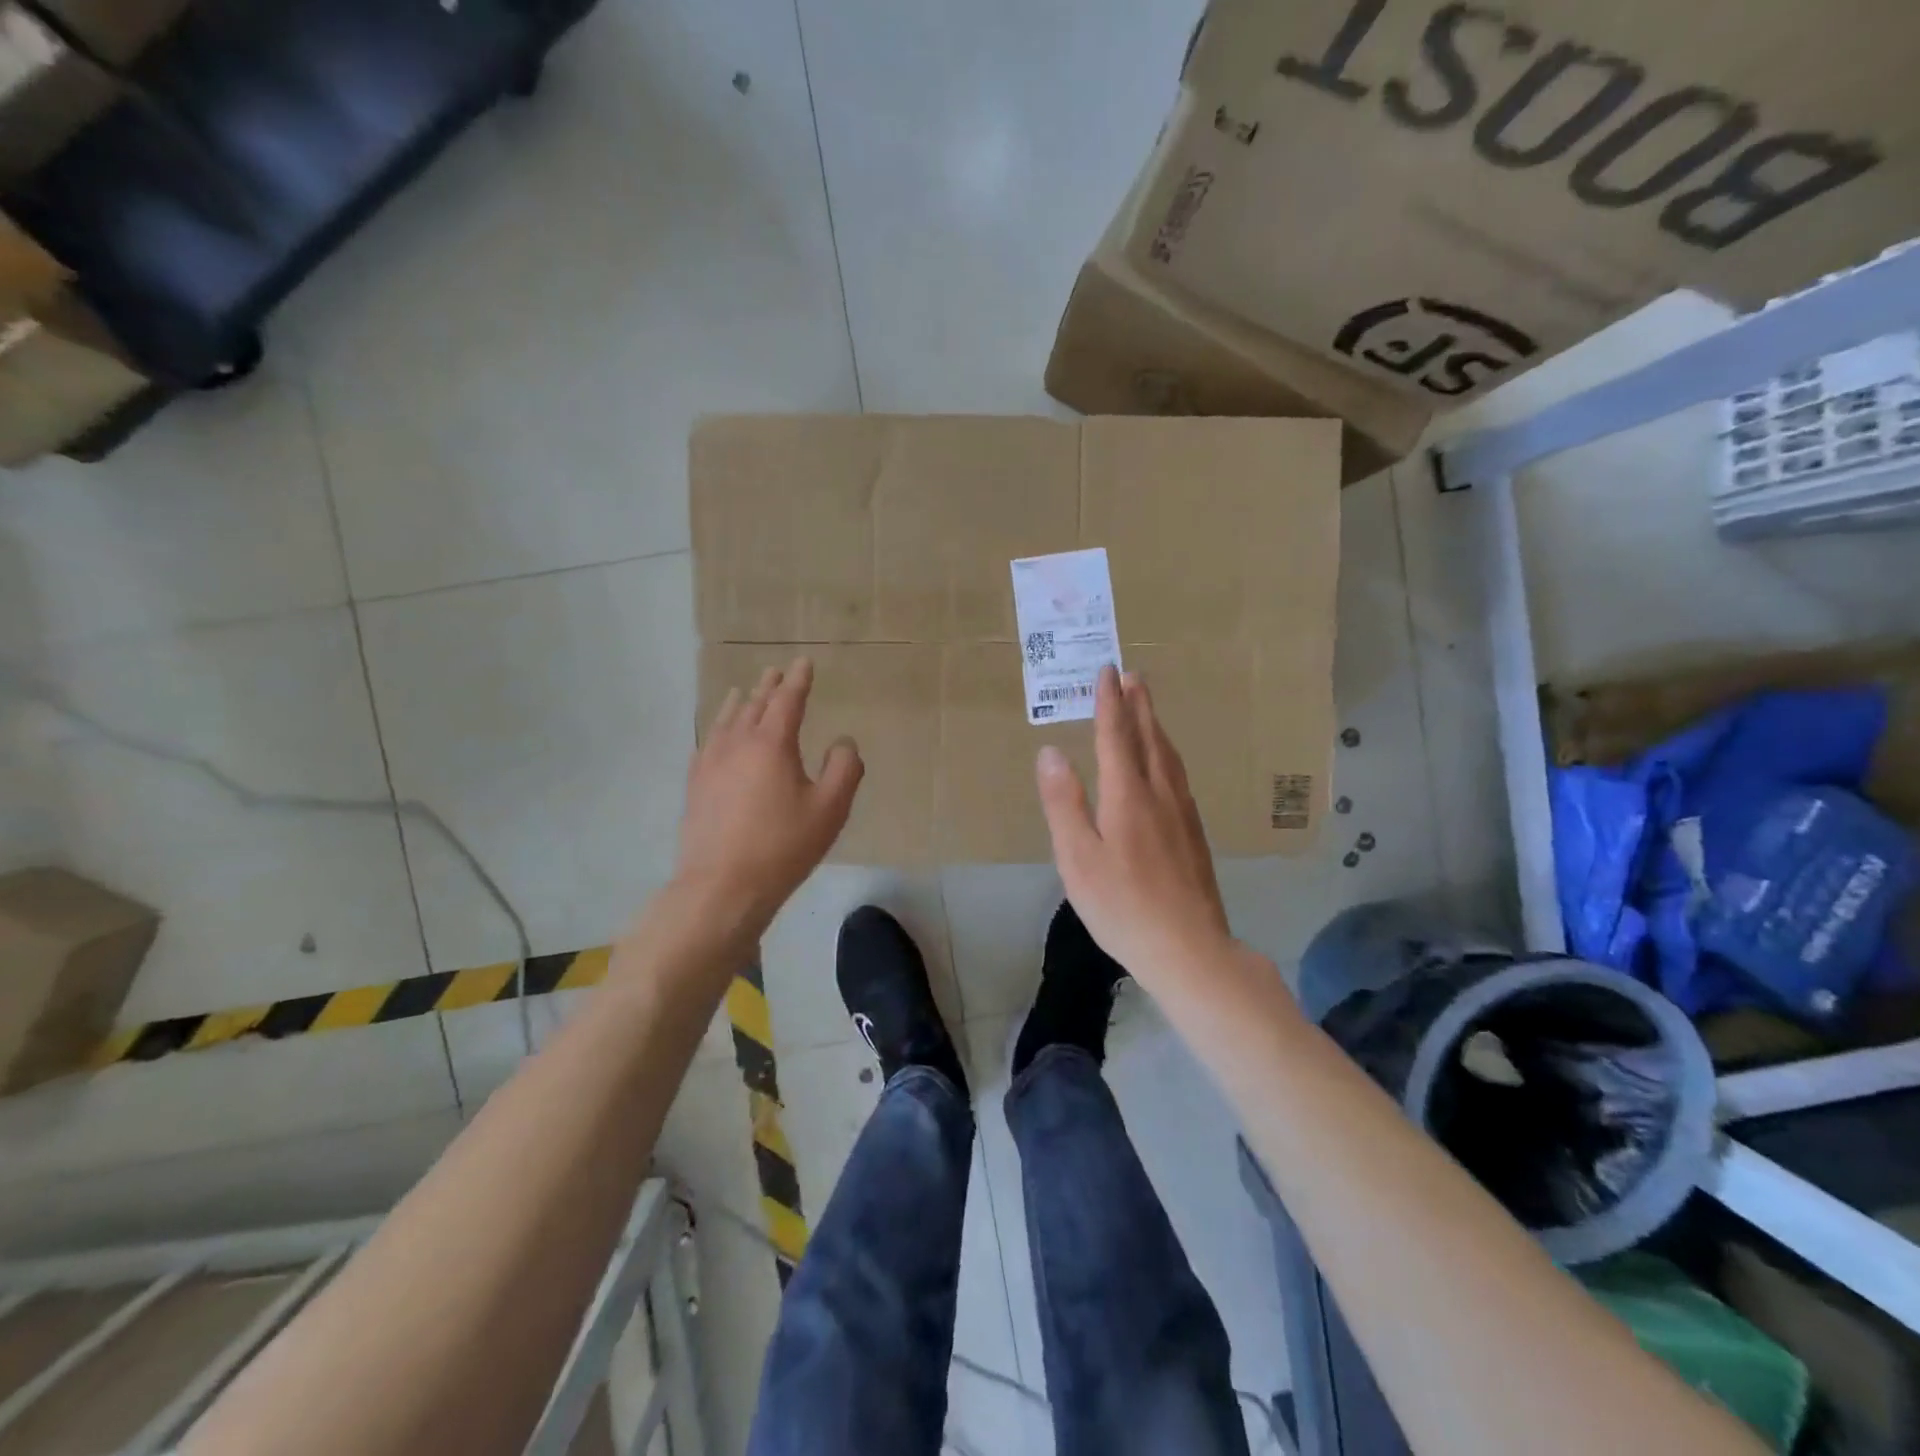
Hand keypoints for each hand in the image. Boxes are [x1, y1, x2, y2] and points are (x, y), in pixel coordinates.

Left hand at [674, 656, 862, 935]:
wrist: (722, 886)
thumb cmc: (783, 846)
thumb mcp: (830, 809)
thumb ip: (844, 769)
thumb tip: (843, 743)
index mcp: (772, 744)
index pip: (788, 701)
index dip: (798, 680)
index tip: (803, 662)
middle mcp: (737, 744)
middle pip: (754, 705)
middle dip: (769, 687)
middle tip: (776, 671)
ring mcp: (711, 763)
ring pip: (726, 721)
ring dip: (740, 703)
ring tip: (743, 692)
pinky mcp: (696, 785)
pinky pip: (707, 743)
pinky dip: (717, 728)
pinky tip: (716, 735)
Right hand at [1035, 665, 1231, 985]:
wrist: (1189, 948)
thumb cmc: (1122, 905)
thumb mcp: (1078, 858)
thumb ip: (1064, 803)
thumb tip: (1051, 752)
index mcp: (1127, 796)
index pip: (1117, 737)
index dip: (1110, 703)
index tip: (1108, 671)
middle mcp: (1160, 795)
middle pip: (1149, 739)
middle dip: (1139, 706)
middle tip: (1133, 675)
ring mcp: (1183, 814)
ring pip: (1169, 757)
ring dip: (1156, 726)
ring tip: (1148, 709)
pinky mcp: (1194, 834)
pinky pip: (1179, 776)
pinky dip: (1167, 754)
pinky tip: (1167, 765)